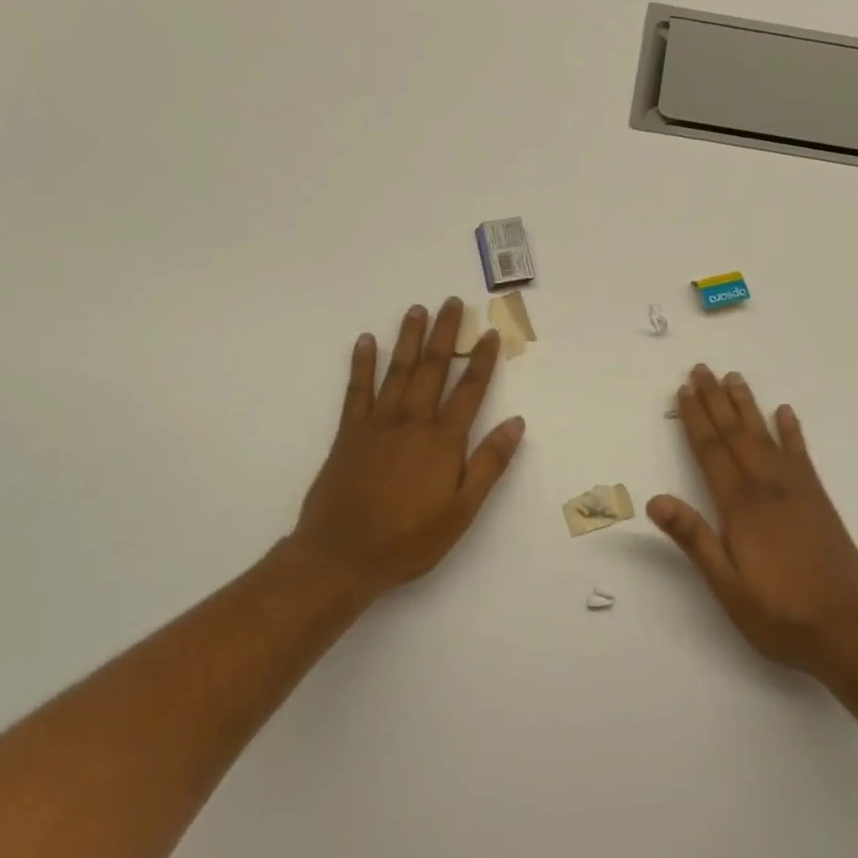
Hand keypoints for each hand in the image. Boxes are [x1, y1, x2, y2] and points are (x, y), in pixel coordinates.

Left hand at [286, 299, 524, 597]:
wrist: (341, 555)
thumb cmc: (409, 539)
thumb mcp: (462, 511)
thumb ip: (489, 463)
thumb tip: (516, 423)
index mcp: (443, 440)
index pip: (470, 390)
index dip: (483, 361)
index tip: (491, 333)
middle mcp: (412, 421)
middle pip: (433, 368)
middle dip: (446, 334)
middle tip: (453, 303)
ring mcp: (377, 423)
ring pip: (398, 370)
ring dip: (410, 338)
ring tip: (418, 309)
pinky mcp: (349, 432)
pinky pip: (357, 389)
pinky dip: (362, 363)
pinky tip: (367, 341)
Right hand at [650, 365, 857, 675]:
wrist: (848, 629)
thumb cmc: (779, 614)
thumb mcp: (727, 586)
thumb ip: (693, 539)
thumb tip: (655, 500)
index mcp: (740, 508)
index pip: (711, 452)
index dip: (696, 420)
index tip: (684, 390)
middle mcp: (767, 488)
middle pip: (736, 435)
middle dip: (716, 401)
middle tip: (702, 369)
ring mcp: (797, 491)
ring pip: (765, 436)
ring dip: (747, 406)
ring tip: (734, 378)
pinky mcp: (819, 500)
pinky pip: (801, 455)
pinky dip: (791, 431)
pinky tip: (784, 412)